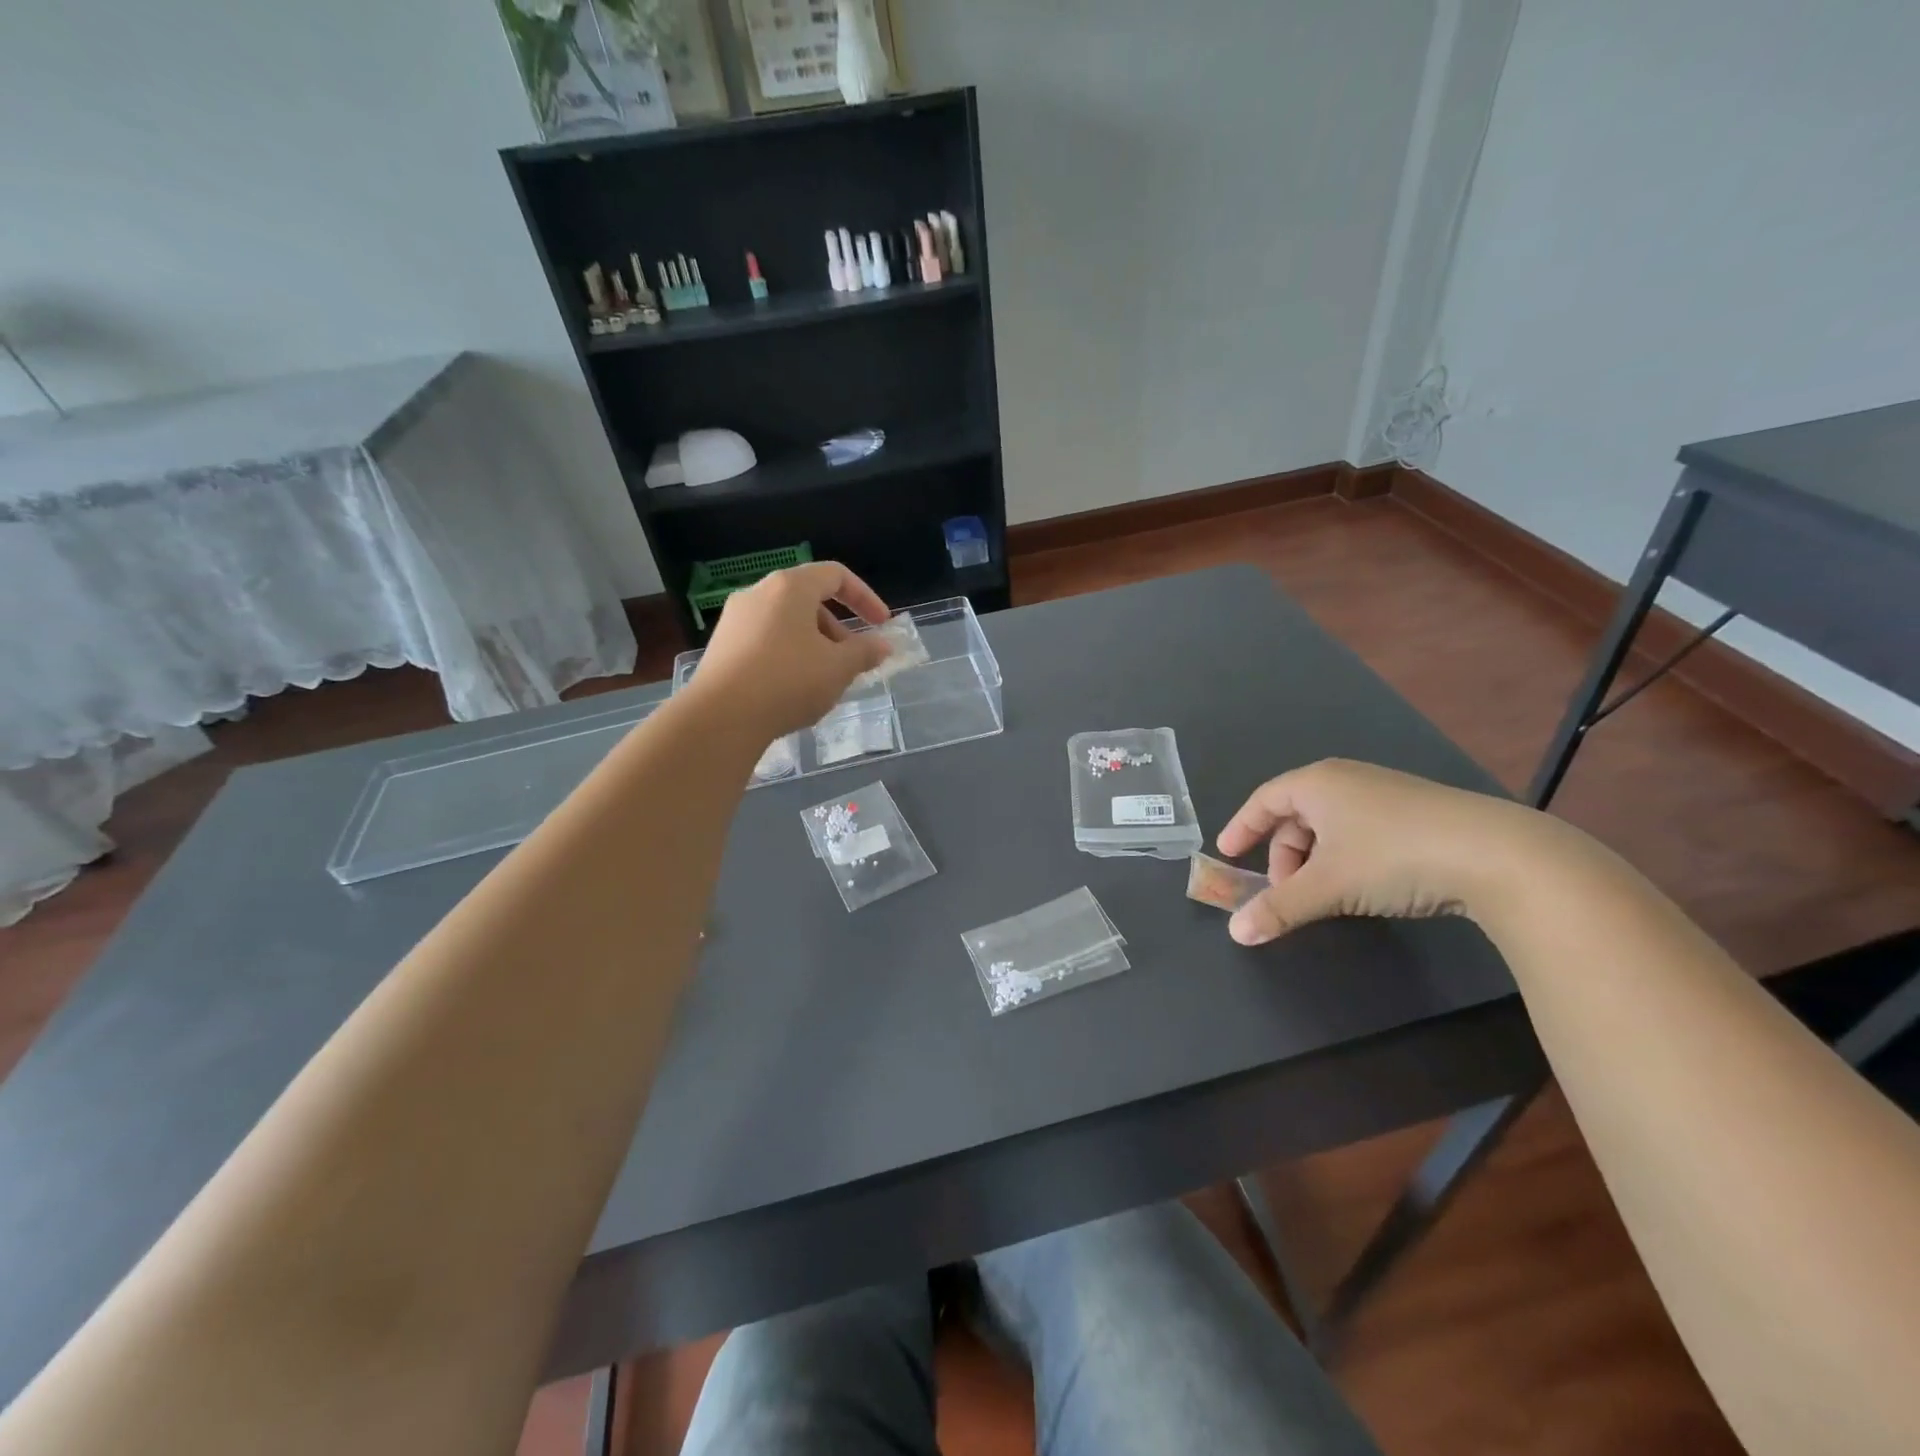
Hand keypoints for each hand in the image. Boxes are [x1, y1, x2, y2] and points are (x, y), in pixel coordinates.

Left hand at [693, 562, 893, 736]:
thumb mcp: (838, 668)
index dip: (865, 597)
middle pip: (809, 600)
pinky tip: (793, 691)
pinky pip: (766, 641)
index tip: (882, 625)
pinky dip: (788, 656)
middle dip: (838, 629)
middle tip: (852, 661)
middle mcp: (758, 593)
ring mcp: (735, 620)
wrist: (720, 717)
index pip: (836, 576)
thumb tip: (883, 645)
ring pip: (786, 623)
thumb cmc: (788, 681)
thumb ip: (865, 652)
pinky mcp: (721, 647)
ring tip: (824, 681)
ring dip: (814, 645)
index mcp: (790, 587)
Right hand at [1215, 759, 1552, 945]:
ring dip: (1315, 863)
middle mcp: (1347, 780)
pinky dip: (1346, 860)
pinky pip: (1360, 834)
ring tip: (1326, 897)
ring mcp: (1385, 795)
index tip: (1227, 854)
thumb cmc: (1393, 856)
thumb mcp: (1327, 886)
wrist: (1497, 855)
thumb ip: (1278, 908)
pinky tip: (1363, 889)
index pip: (1263, 800)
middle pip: (1296, 817)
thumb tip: (1236, 934)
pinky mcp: (1417, 815)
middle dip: (1283, 857)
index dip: (1241, 827)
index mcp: (1317, 783)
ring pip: (1330, 828)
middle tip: (1284, 893)